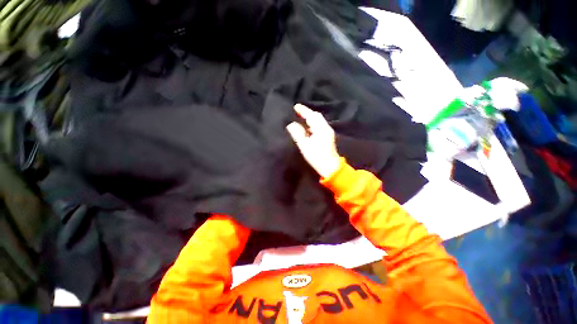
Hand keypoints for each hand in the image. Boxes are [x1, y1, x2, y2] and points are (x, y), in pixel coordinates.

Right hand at [286, 104, 340, 177]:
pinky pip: (319, 125)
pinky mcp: (327, 136)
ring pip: (318, 121)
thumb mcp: (305, 146)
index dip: (303, 110)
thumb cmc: (317, 157)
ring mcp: (328, 132)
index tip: (295, 106)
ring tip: (300, 117)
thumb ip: (297, 134)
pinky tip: (307, 127)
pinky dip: (312, 123)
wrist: (330, 166)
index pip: (311, 116)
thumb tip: (291, 124)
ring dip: (310, 118)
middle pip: (316, 116)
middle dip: (307, 112)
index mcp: (321, 129)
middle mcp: (326, 128)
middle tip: (297, 111)